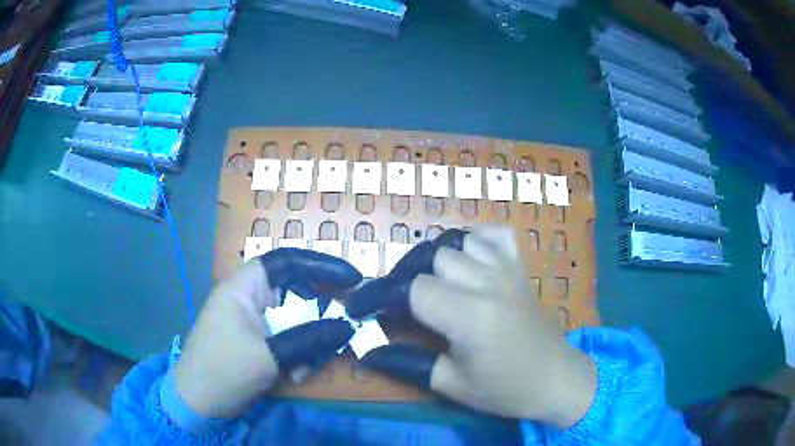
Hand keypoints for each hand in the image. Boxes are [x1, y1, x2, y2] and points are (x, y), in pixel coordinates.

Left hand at [174, 249, 361, 417]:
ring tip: (306, 367)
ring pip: (295, 319)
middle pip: (295, 292)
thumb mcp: (268, 355)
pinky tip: (295, 374)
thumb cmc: (224, 369)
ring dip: (308, 341)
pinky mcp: (257, 342)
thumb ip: (309, 338)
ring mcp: (253, 322)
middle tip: (341, 330)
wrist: (198, 402)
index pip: (286, 261)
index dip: (320, 265)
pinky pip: (287, 338)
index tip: (351, 279)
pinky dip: (297, 353)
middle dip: (318, 313)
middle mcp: (250, 299)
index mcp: (244, 288)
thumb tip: (347, 326)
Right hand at [346, 226, 596, 427]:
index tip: (364, 308)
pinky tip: (468, 260)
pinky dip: (475, 240)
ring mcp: (507, 271)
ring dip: (435, 260)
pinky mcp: (519, 269)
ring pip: (457, 242)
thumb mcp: (452, 384)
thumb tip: (368, 351)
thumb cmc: (505, 389)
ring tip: (430, 284)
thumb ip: (407, 363)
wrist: (556, 379)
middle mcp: (487, 283)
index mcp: (469, 316)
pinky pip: (495, 236)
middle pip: (431, 259)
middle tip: (397, 303)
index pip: (412, 289)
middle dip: (406, 278)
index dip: (382, 296)